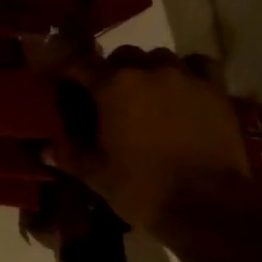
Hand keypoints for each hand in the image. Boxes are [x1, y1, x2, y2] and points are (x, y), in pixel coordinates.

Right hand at [43, 47, 254, 238]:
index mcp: (112, 86)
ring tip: (148, 94)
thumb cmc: (143, 189)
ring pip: (160, 57)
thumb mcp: (97, 176)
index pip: (81, 65)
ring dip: (149, 70)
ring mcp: (185, 76)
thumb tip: (46, 147)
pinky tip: (184, 88)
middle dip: (112, 71)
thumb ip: (70, 155)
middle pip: (123, 55)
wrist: (208, 206)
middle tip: (110, 98)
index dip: (70, 72)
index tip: (64, 83)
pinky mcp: (215, 89)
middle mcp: (148, 70)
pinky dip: (188, 71)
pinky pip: (198, 65)